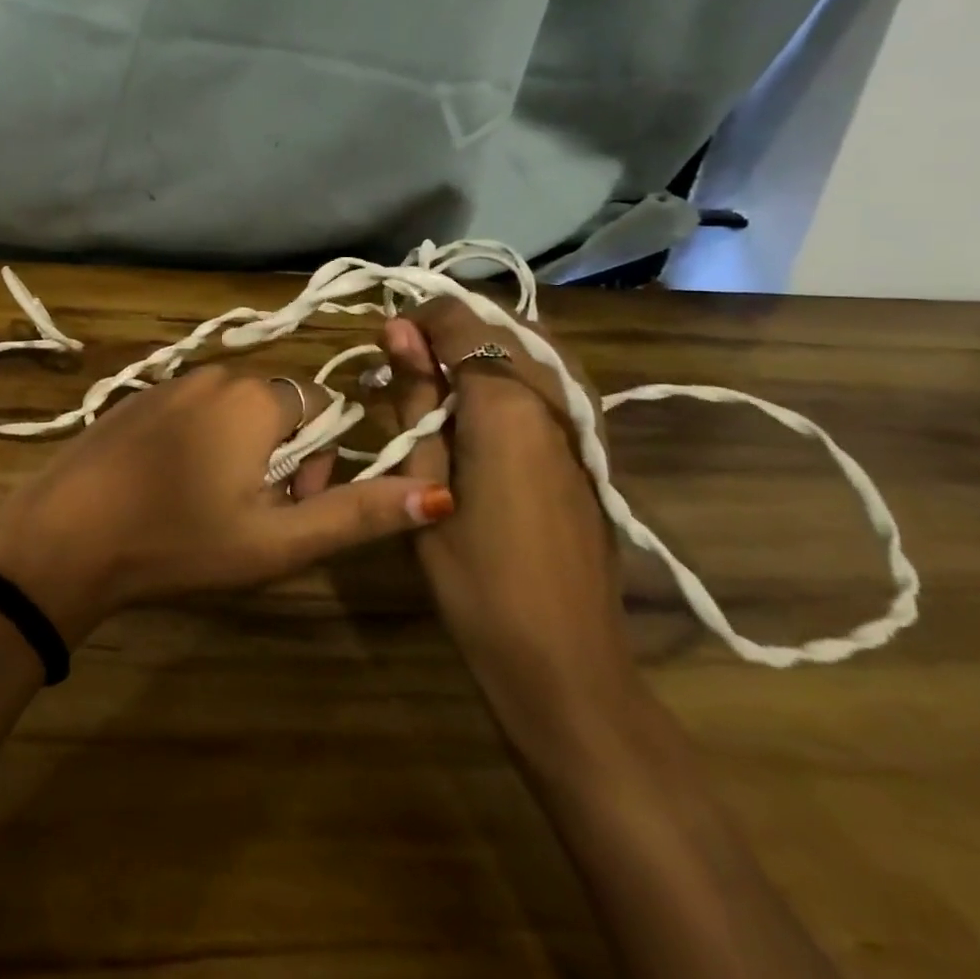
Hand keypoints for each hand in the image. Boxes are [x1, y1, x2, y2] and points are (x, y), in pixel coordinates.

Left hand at [0, 365, 452, 643]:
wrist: (66, 535)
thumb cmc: (180, 540)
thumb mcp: (277, 541)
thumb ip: (357, 515)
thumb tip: (436, 493)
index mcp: (257, 397)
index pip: (322, 410)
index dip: (320, 463)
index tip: (289, 507)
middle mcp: (217, 374)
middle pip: (279, 408)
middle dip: (282, 458)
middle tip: (250, 513)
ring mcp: (170, 382)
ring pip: (234, 411)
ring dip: (241, 453)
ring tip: (209, 505)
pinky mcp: (137, 398)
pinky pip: (193, 411)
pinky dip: (199, 443)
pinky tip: (170, 488)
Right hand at [380, 302, 640, 742]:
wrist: (564, 659)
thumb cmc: (475, 579)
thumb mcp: (424, 484)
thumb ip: (416, 398)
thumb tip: (397, 330)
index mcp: (508, 404)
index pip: (461, 321)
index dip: (418, 320)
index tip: (386, 347)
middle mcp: (555, 397)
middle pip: (502, 324)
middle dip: (450, 328)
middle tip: (407, 364)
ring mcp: (584, 420)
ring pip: (534, 345)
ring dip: (485, 343)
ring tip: (440, 376)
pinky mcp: (593, 445)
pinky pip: (554, 377)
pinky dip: (515, 367)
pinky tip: (484, 400)